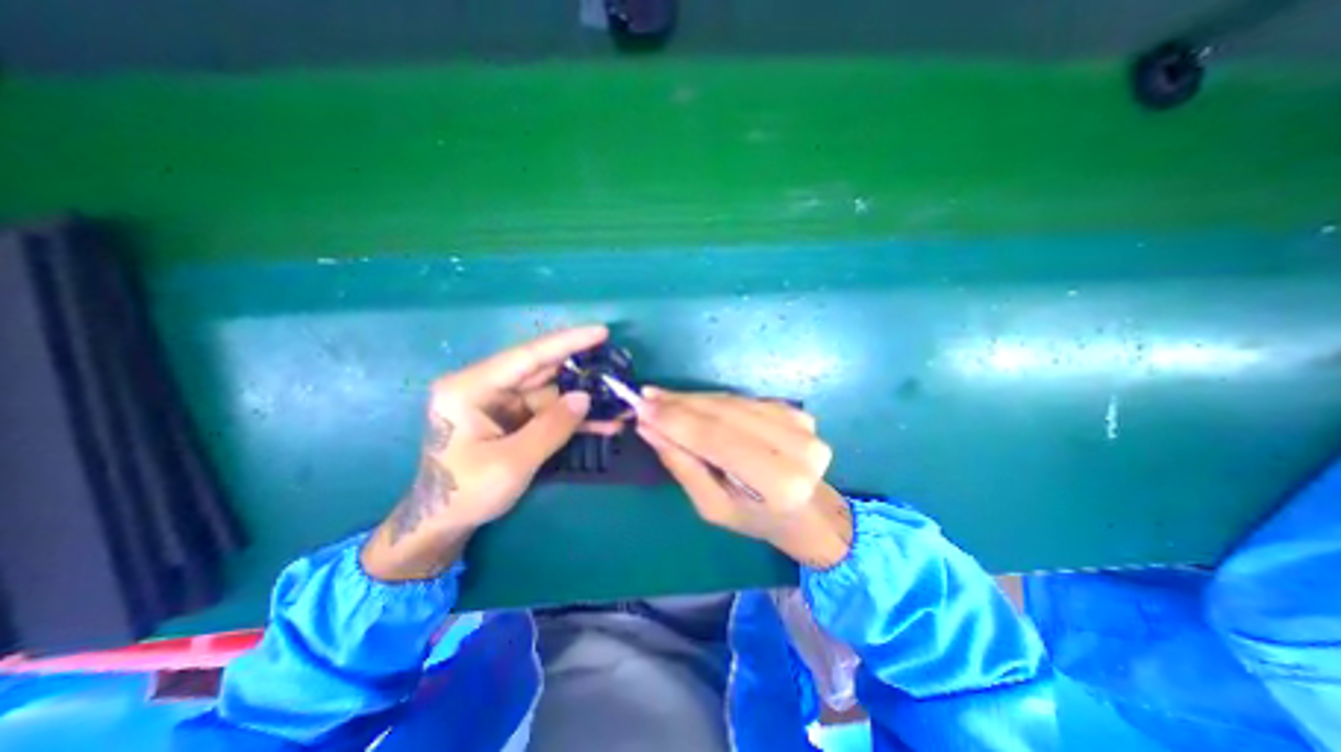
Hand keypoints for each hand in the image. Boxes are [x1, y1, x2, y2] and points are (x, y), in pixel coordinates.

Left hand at [364, 323, 616, 582]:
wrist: (442, 524)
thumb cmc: (464, 493)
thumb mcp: (512, 462)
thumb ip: (551, 427)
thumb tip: (585, 397)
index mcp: (471, 388)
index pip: (527, 356)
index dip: (567, 342)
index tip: (601, 332)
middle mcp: (486, 387)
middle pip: (542, 371)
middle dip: (581, 371)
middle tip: (617, 366)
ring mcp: (501, 403)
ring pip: (552, 392)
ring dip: (584, 399)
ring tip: (618, 402)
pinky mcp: (513, 418)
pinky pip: (550, 411)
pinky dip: (575, 417)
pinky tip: (603, 423)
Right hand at [634, 391, 853, 567]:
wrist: (806, 510)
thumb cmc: (755, 518)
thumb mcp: (711, 506)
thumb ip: (682, 464)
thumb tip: (648, 427)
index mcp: (779, 482)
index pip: (717, 439)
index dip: (677, 420)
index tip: (641, 407)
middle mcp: (796, 447)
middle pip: (724, 413)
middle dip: (680, 404)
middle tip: (646, 397)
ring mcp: (800, 424)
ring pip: (732, 401)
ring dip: (693, 399)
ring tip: (662, 398)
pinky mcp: (795, 411)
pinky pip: (742, 400)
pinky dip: (713, 400)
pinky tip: (691, 403)